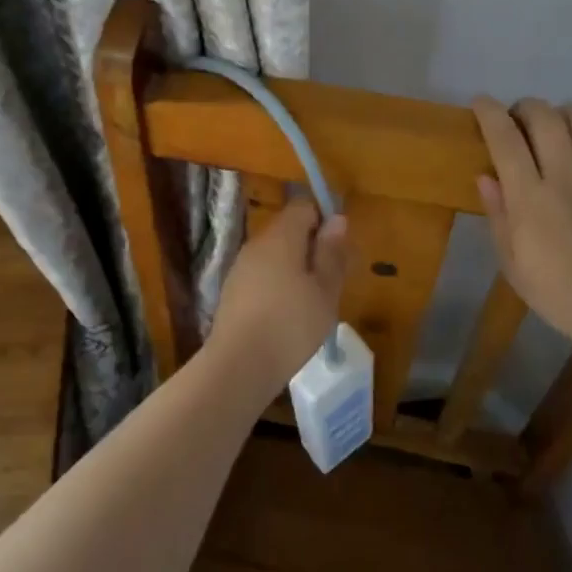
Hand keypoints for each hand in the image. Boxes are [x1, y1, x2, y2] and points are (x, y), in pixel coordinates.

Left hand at [209, 201, 349, 398]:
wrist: (238, 365)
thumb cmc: (291, 324)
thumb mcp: (325, 290)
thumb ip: (331, 252)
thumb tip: (337, 219)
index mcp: (281, 236)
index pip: (303, 206)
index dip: (324, 219)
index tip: (338, 249)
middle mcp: (257, 243)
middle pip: (288, 230)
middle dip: (312, 247)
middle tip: (331, 281)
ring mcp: (241, 267)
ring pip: (275, 254)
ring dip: (296, 269)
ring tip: (312, 302)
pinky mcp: (232, 291)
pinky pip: (262, 275)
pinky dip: (278, 285)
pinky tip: (287, 316)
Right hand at [472, 97, 571, 355]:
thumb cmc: (557, 294)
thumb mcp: (512, 263)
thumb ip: (499, 216)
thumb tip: (485, 176)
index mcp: (531, 199)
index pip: (505, 140)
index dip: (489, 113)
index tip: (481, 102)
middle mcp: (568, 179)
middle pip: (547, 119)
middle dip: (527, 106)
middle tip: (520, 116)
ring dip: (568, 112)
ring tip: (560, 122)